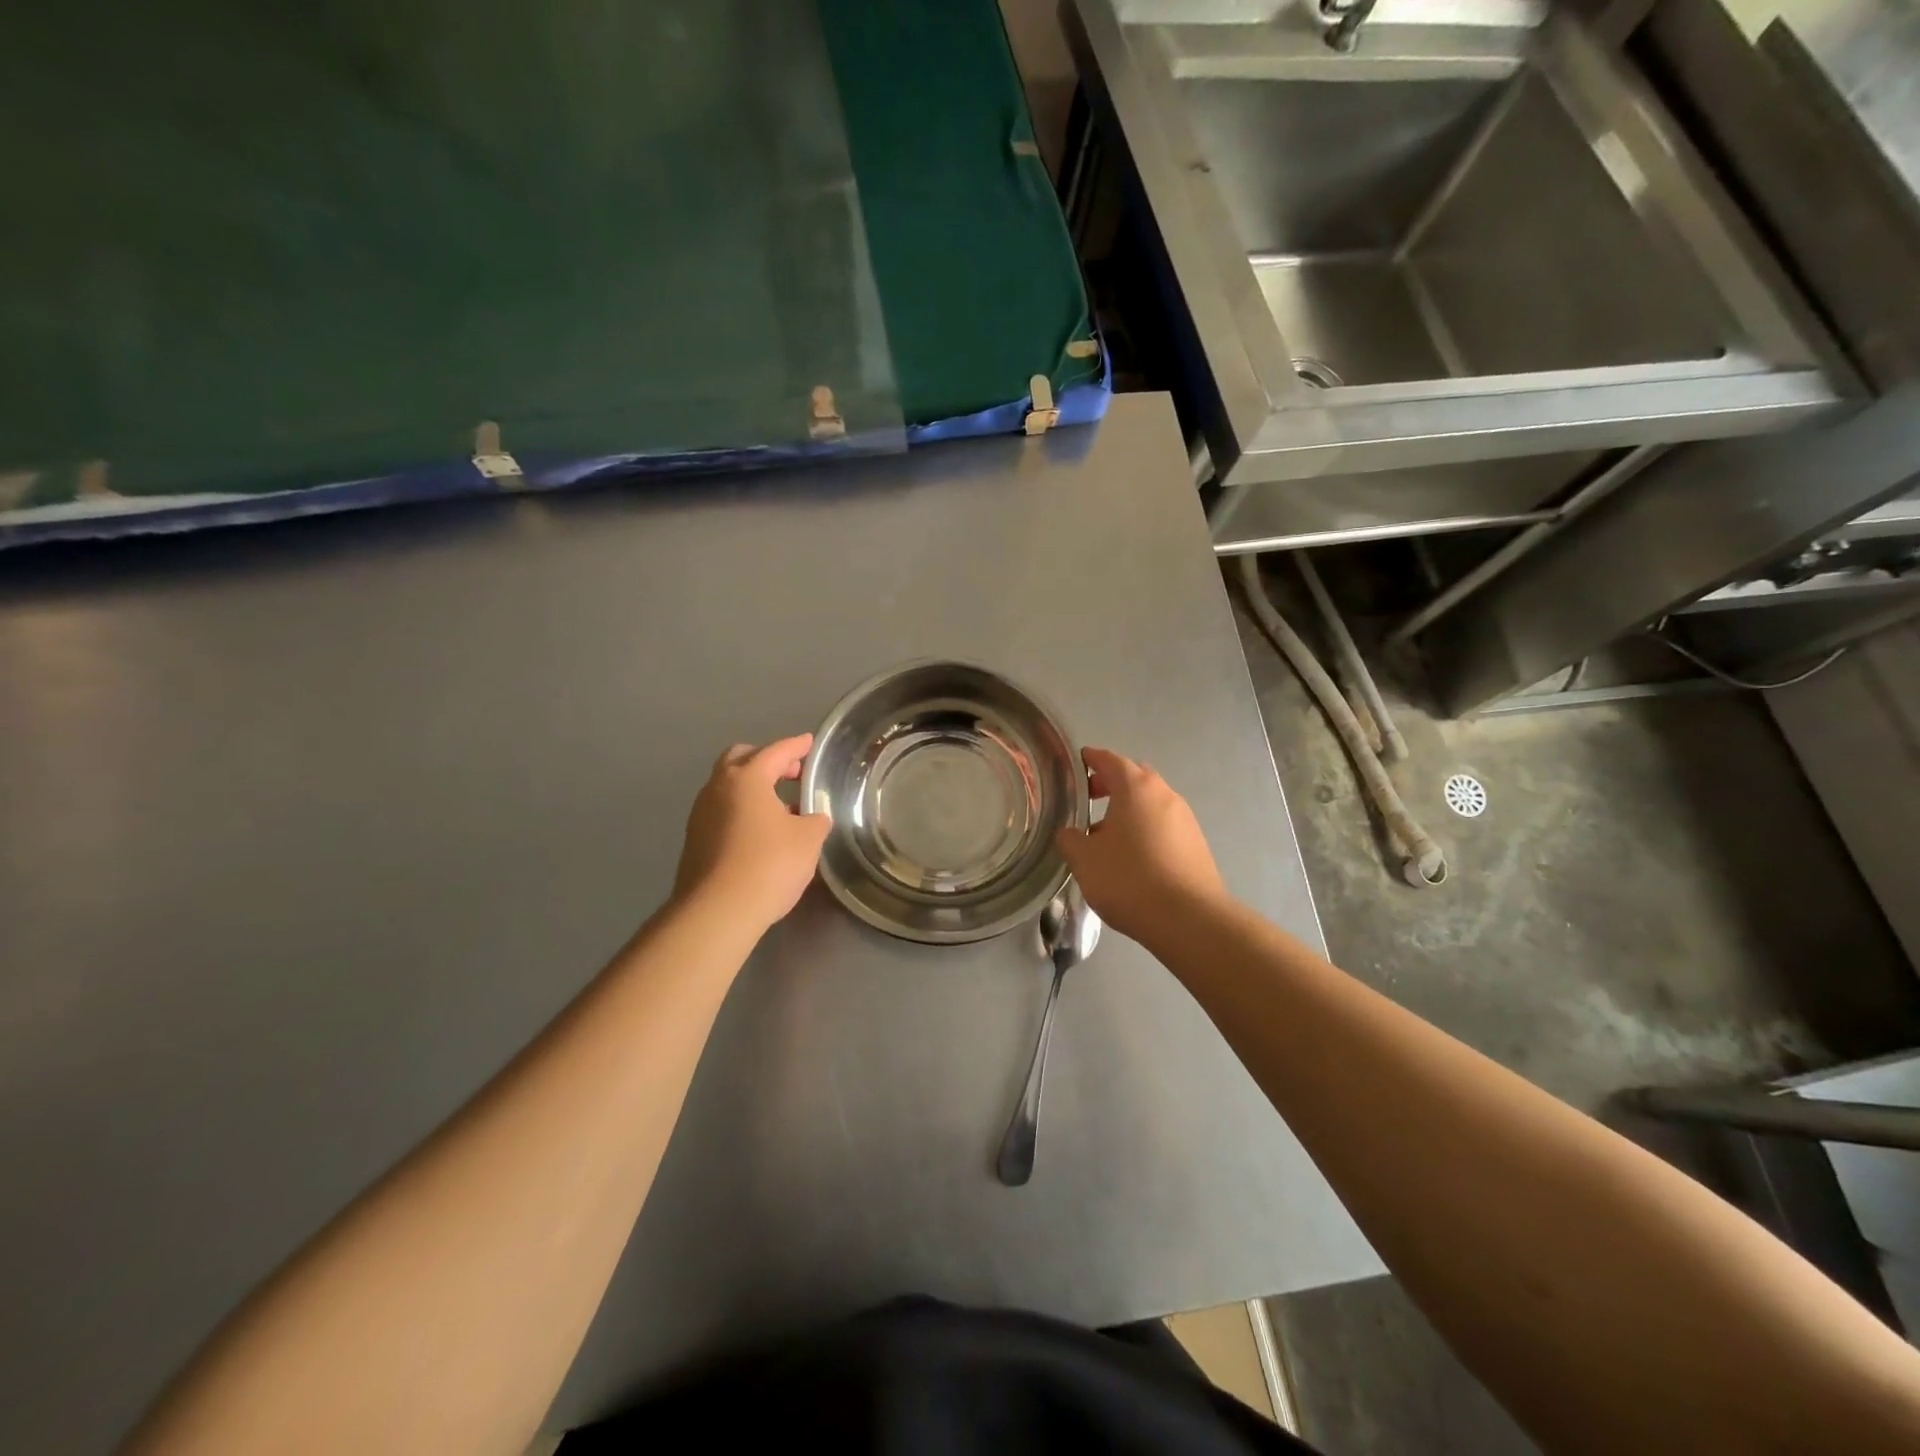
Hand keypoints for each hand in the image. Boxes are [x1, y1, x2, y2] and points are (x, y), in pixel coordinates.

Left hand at [674, 734, 830, 933]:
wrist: (717, 912)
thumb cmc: (769, 865)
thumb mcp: (808, 840)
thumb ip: (815, 820)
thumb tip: (813, 817)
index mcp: (746, 779)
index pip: (775, 752)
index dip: (796, 746)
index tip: (808, 743)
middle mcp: (717, 788)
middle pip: (740, 759)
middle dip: (767, 761)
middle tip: (791, 773)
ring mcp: (700, 814)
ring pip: (728, 787)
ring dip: (753, 789)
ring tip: (780, 807)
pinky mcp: (694, 841)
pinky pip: (722, 812)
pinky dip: (742, 811)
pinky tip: (761, 832)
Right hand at [1054, 746, 1226, 944]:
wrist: (1189, 919)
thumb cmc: (1129, 879)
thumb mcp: (1084, 859)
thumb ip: (1070, 839)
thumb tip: (1069, 832)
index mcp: (1136, 787)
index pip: (1110, 760)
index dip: (1091, 759)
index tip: (1078, 763)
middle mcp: (1164, 795)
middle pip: (1135, 778)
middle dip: (1111, 784)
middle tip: (1089, 801)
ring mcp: (1185, 819)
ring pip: (1151, 803)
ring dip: (1129, 811)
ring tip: (1106, 837)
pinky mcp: (1196, 844)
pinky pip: (1164, 826)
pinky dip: (1145, 830)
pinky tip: (1132, 858)